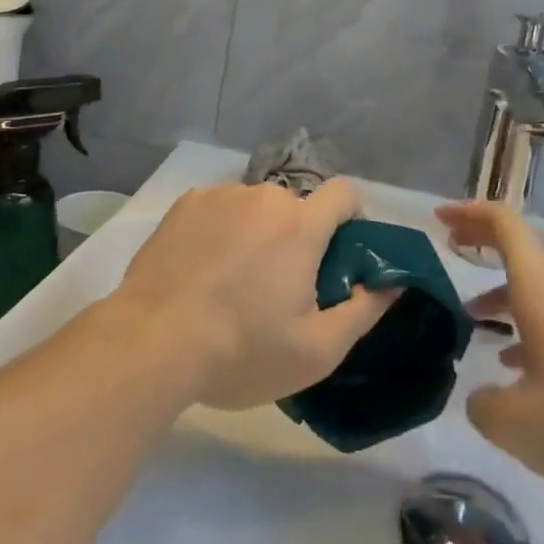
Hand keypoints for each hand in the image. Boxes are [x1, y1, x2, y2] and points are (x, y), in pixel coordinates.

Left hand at [113, 180, 397, 410]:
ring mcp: (220, 195)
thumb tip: (392, 283)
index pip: (344, 193)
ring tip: (232, 283)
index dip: (350, 219)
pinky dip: (221, 231)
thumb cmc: (241, 350)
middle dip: (298, 238)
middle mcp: (264, 196)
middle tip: (280, 287)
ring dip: (257, 233)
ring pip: (255, 208)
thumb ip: (365, 311)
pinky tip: (201, 270)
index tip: (338, 255)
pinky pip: (220, 209)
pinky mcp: (185, 203)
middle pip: (296, 208)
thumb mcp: (316, 350)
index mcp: (301, 225)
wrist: (152, 342)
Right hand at [439, 200, 543, 502]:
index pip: (504, 223)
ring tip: (470, 318)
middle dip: (482, 241)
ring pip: (537, 284)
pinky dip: (526, 322)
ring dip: (501, 290)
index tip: (439, 218)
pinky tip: (516, 367)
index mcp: (539, 288)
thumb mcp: (520, 425)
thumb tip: (482, 397)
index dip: (469, 212)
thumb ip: (484, 406)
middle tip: (449, 248)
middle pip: (520, 246)